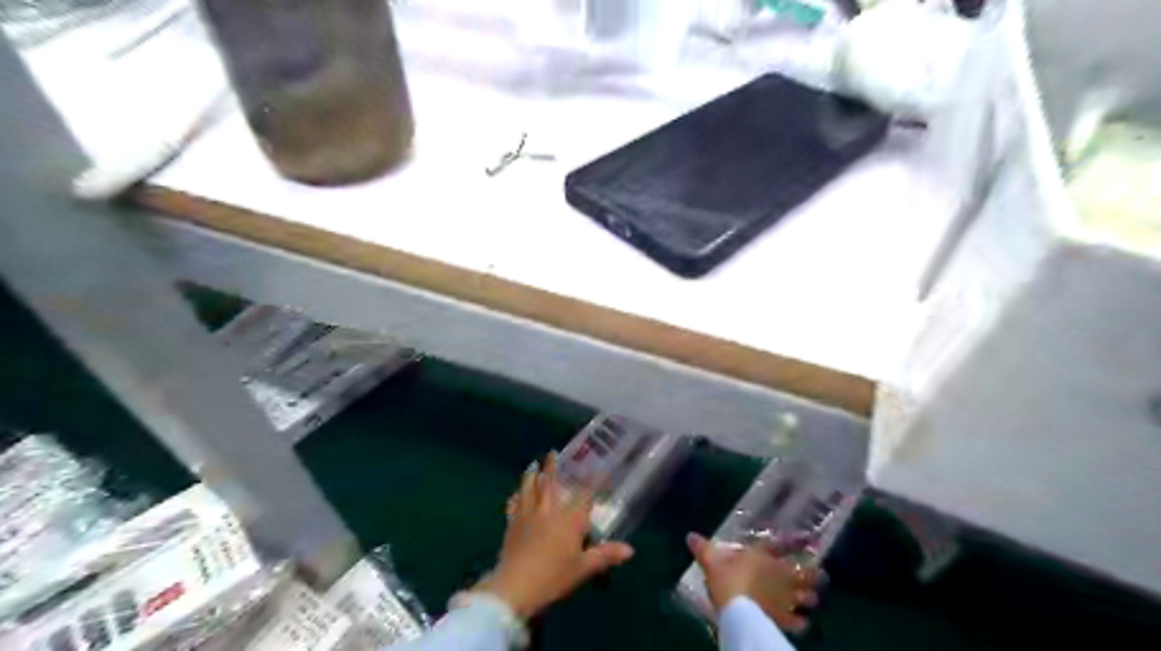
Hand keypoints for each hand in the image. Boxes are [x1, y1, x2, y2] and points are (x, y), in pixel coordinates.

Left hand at [472, 454, 634, 617]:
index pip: (585, 495)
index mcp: (570, 519)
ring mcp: (527, 515)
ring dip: (531, 475)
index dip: (593, 481)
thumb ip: (605, 555)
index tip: (601, 469)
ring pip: (529, 488)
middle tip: (552, 452)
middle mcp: (549, 510)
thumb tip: (630, 550)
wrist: (515, 585)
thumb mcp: (583, 568)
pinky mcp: (512, 524)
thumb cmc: (554, 576)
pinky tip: (515, 494)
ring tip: (532, 464)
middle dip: (551, 466)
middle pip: (550, 483)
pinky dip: (515, 497)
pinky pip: (513, 505)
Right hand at [687, 531, 823, 631]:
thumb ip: (703, 548)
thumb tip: (690, 535)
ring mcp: (785, 596)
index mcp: (762, 555)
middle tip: (820, 572)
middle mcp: (779, 573)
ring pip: (807, 596)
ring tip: (812, 597)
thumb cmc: (727, 579)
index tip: (808, 538)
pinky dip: (801, 621)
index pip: (781, 544)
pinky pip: (799, 621)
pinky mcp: (784, 618)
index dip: (795, 541)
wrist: (739, 610)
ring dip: (810, 596)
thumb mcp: (711, 562)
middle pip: (804, 571)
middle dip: (814, 573)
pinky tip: (803, 621)